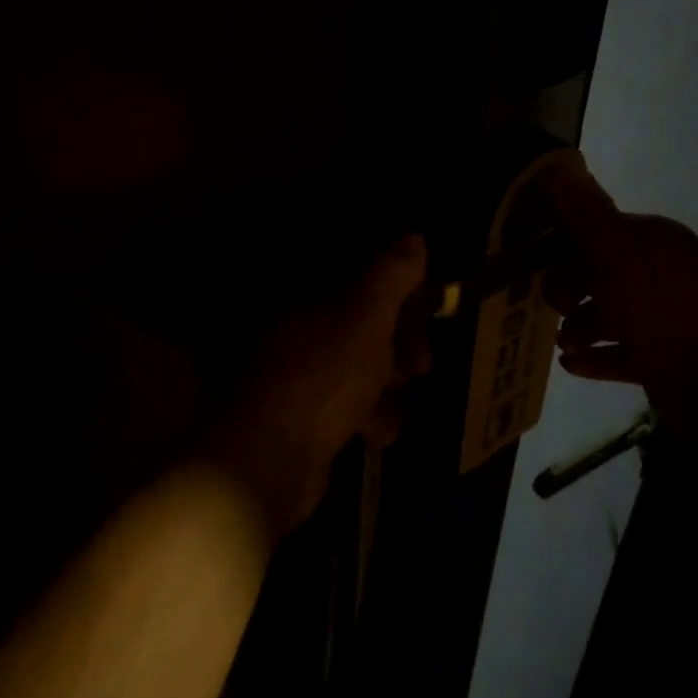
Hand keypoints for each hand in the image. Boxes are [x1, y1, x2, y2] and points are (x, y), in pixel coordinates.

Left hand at [205, 235, 429, 538]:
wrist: (270, 461)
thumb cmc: (324, 377)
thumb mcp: (367, 317)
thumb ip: (392, 275)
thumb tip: (414, 237)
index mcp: (308, 296)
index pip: (362, 277)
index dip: (399, 291)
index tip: (426, 310)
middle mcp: (299, 328)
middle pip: (364, 322)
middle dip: (399, 342)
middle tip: (421, 364)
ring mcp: (299, 373)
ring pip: (359, 365)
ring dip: (387, 384)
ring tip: (395, 402)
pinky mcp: (303, 415)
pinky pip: (347, 404)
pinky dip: (368, 415)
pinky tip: (378, 432)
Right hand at [537, 163, 697, 440]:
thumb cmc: (657, 308)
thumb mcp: (614, 253)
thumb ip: (584, 215)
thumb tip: (557, 168)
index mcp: (655, 242)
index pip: (601, 231)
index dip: (565, 244)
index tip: (536, 262)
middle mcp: (664, 275)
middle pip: (603, 274)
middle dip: (571, 289)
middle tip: (554, 307)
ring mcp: (668, 319)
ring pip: (611, 315)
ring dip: (580, 327)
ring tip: (563, 344)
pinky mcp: (667, 359)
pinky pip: (623, 352)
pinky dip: (597, 356)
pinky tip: (571, 365)